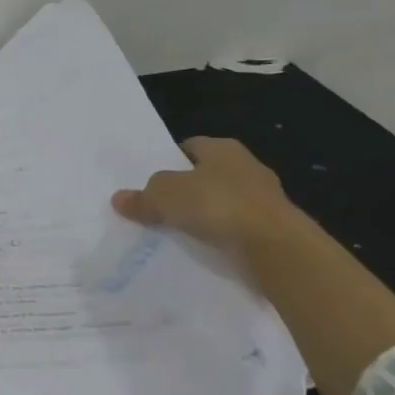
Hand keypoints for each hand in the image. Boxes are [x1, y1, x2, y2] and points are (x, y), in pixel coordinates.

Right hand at [111, 137, 300, 258]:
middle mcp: (246, 166)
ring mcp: (264, 198)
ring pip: (223, 201)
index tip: (151, 180)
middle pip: (206, 174)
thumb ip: (142, 197)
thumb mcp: (165, 197)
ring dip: (205, 214)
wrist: (276, 246)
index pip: (190, 146)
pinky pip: (237, 227)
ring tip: (178, 230)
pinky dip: (222, 235)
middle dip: (186, 189)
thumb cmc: (217, 205)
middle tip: (159, 206)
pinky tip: (204, 247)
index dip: (169, 160)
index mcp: (223, 148)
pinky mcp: (273, 227)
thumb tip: (119, 199)